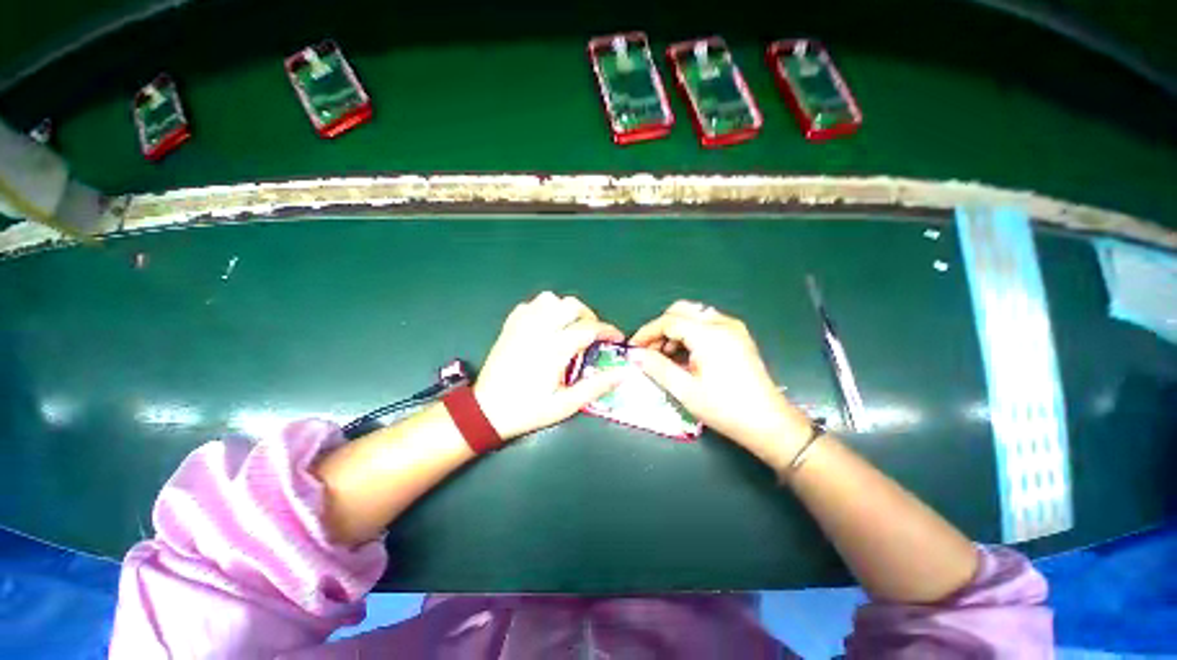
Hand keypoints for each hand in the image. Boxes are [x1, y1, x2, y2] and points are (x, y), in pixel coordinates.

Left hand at [474, 292, 625, 439]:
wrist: (486, 411)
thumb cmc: (528, 409)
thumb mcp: (565, 405)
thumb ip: (596, 386)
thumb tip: (623, 373)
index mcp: (554, 348)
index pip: (589, 328)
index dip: (608, 331)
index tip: (617, 338)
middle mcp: (539, 330)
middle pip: (571, 305)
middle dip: (588, 316)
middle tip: (592, 334)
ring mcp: (522, 325)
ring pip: (549, 299)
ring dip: (564, 309)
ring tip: (569, 327)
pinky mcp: (510, 326)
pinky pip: (530, 305)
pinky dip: (543, 310)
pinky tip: (546, 326)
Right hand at [629, 301, 811, 466]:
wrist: (769, 423)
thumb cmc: (725, 409)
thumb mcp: (685, 390)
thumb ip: (657, 367)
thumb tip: (635, 355)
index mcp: (709, 334)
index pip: (668, 321)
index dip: (647, 332)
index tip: (633, 348)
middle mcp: (722, 323)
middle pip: (681, 310)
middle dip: (661, 327)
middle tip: (649, 350)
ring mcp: (733, 328)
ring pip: (693, 316)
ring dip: (675, 330)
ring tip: (665, 356)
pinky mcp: (738, 336)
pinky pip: (706, 324)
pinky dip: (689, 334)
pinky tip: (685, 356)